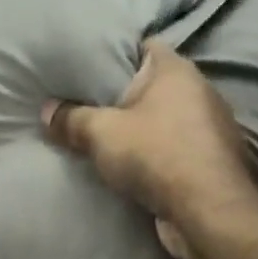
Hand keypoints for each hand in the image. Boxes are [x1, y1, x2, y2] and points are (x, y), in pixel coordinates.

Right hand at [41, 41, 257, 258]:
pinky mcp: (211, 161)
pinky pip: (175, 147)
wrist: (209, 213)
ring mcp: (210, 127)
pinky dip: (156, 153)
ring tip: (105, 135)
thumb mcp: (101, 134)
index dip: (117, 51)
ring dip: (142, 128)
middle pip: (154, 84)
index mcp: (178, 70)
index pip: (145, 45)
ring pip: (165, 119)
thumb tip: (46, 111)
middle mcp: (200, 91)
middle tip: (86, 100)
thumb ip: (72, 119)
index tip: (89, 64)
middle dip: (124, 94)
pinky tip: (131, 165)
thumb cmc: (157, 155)